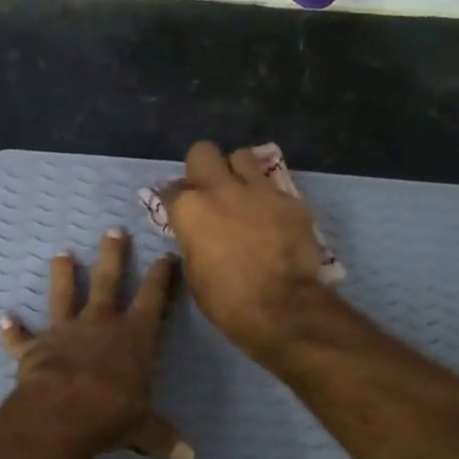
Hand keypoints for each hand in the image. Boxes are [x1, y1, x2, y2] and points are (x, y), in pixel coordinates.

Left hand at [0, 229, 192, 458]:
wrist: (62, 413)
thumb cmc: (112, 413)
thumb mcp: (143, 427)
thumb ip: (162, 437)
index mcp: (133, 337)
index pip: (153, 299)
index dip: (162, 277)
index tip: (166, 256)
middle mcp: (99, 325)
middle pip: (108, 282)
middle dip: (113, 256)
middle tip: (113, 231)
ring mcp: (64, 333)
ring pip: (64, 296)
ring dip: (63, 276)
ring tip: (62, 255)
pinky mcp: (34, 350)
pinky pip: (21, 339)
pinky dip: (12, 331)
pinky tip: (4, 320)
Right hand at [160, 141, 333, 363]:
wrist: (280, 306)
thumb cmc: (226, 299)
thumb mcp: (194, 272)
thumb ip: (192, 241)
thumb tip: (196, 233)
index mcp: (189, 209)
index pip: (170, 189)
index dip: (174, 201)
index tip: (178, 211)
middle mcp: (220, 189)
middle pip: (203, 152)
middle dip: (203, 167)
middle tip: (208, 190)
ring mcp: (257, 190)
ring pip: (242, 156)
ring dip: (238, 171)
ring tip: (242, 193)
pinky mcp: (289, 198)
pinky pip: (272, 185)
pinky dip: (267, 197)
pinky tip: (271, 216)